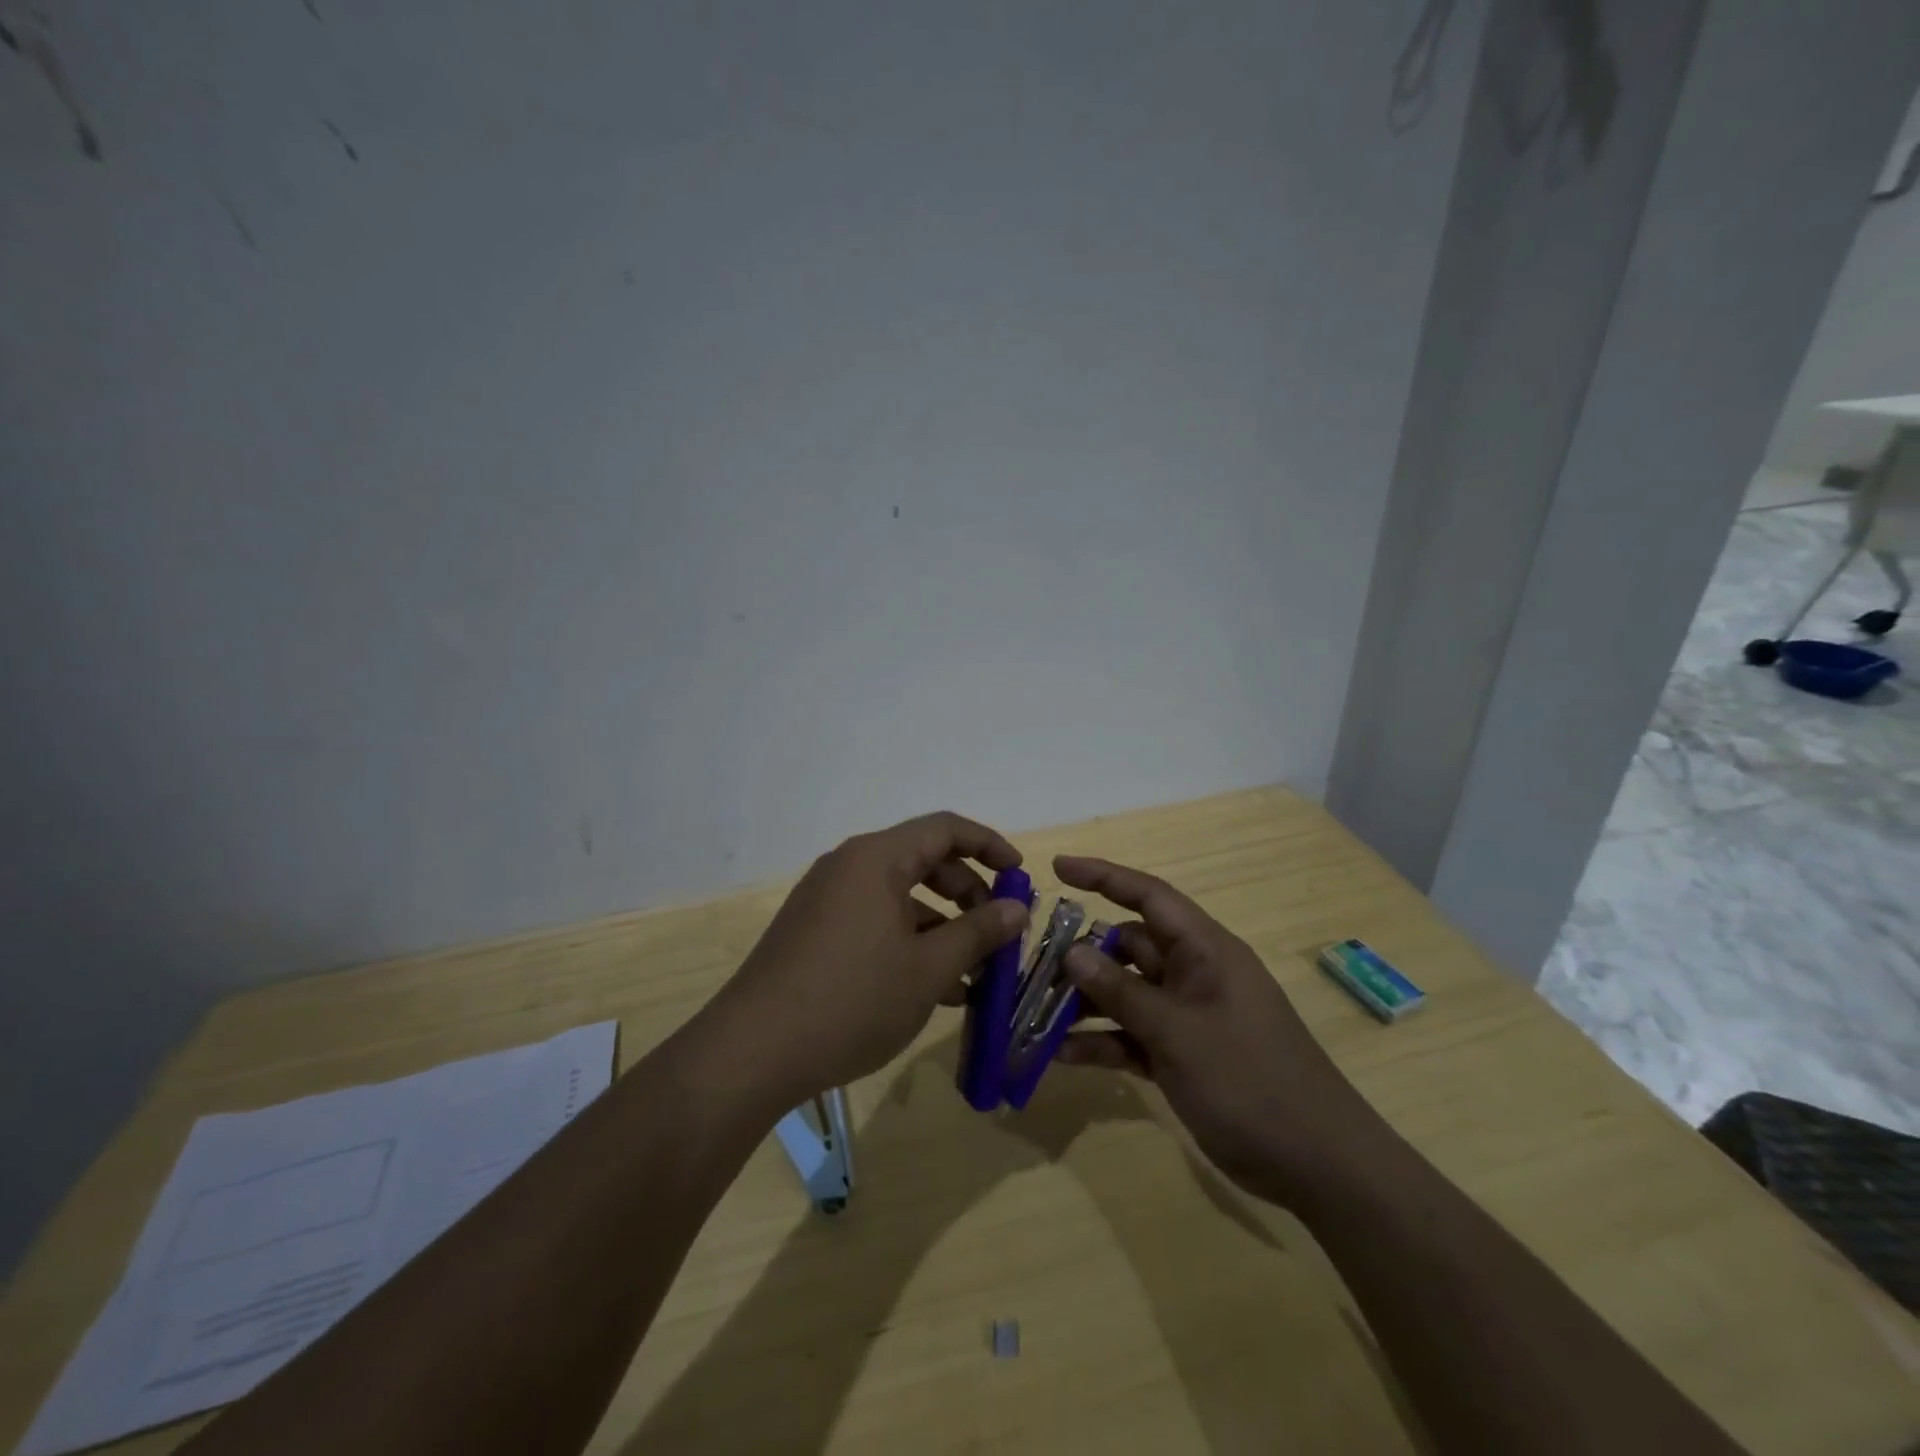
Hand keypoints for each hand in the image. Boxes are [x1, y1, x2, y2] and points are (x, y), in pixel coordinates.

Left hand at [710, 812, 1028, 1104]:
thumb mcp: (928, 969)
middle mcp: (849, 866)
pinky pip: (875, 921)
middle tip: (998, 932)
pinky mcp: (814, 932)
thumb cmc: (852, 1000)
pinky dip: (908, 943)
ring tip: (972, 974)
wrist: (753, 1052)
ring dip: (941, 926)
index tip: (1020, 874)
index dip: (989, 844)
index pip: (945, 828)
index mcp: (876, 859)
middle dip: (968, 893)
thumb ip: (978, 932)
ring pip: (900, 897)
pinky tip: (932, 990)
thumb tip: (1017, 908)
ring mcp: (826, 899)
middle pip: (924, 861)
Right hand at [1054, 855, 1385, 1207]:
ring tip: (1035, 1011)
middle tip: (1032, 964)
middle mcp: (1194, 974)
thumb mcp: (1178, 1033)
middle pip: (1129, 946)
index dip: (1103, 876)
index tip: (1058, 868)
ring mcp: (1188, 1016)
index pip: (1148, 896)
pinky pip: (1133, 1035)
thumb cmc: (1250, 1080)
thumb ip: (1121, 991)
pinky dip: (1102, 1042)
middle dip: (1082, 953)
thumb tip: (1072, 952)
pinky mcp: (1183, 1055)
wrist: (1317, 1165)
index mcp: (1204, 951)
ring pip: (1126, 992)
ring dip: (1085, 1002)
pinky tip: (1060, 1055)